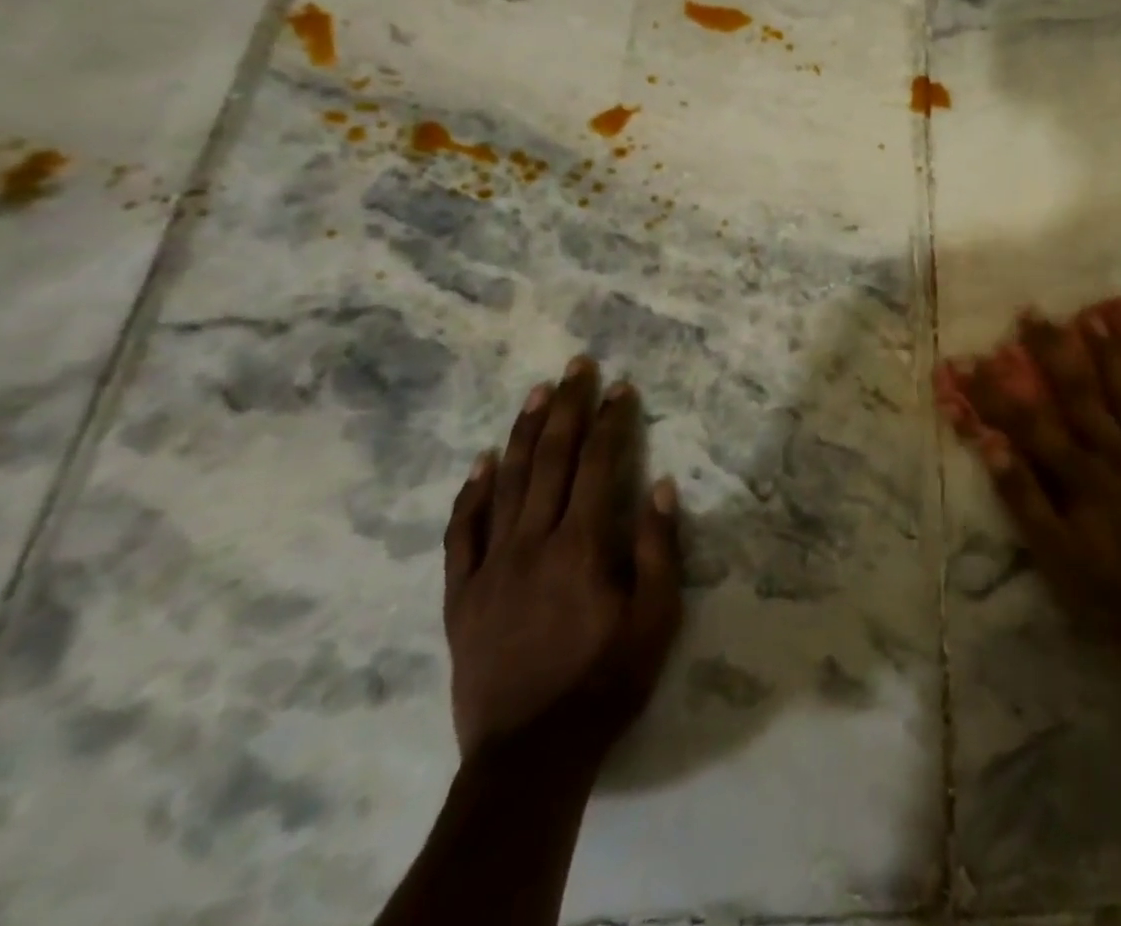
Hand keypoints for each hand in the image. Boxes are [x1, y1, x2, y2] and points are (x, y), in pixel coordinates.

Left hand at [443, 355, 682, 758]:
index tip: (621, 386)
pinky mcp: (461, 594)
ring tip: (536, 391)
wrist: (529, 756)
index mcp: (582, 544)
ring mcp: (490, 566)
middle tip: (576, 365)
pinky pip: (461, 532)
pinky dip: (470, 493)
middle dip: (567, 406)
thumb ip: (658, 548)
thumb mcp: (656, 618)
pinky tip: (479, 463)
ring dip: (522, 432)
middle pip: (550, 458)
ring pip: (506, 482)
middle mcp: (533, 541)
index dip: (611, 419)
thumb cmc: (605, 682)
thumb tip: (659, 484)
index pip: (598, 463)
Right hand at [936, 299, 1120, 664]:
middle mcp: (1117, 451)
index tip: (972, 359)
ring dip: (1116, 355)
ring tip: (1100, 318)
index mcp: (1081, 471)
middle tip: (1034, 312)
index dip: (997, 391)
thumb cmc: (1112, 590)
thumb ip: (1023, 497)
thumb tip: (990, 444)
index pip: (1029, 421)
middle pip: (1081, 392)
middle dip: (1053, 350)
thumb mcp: (1054, 554)